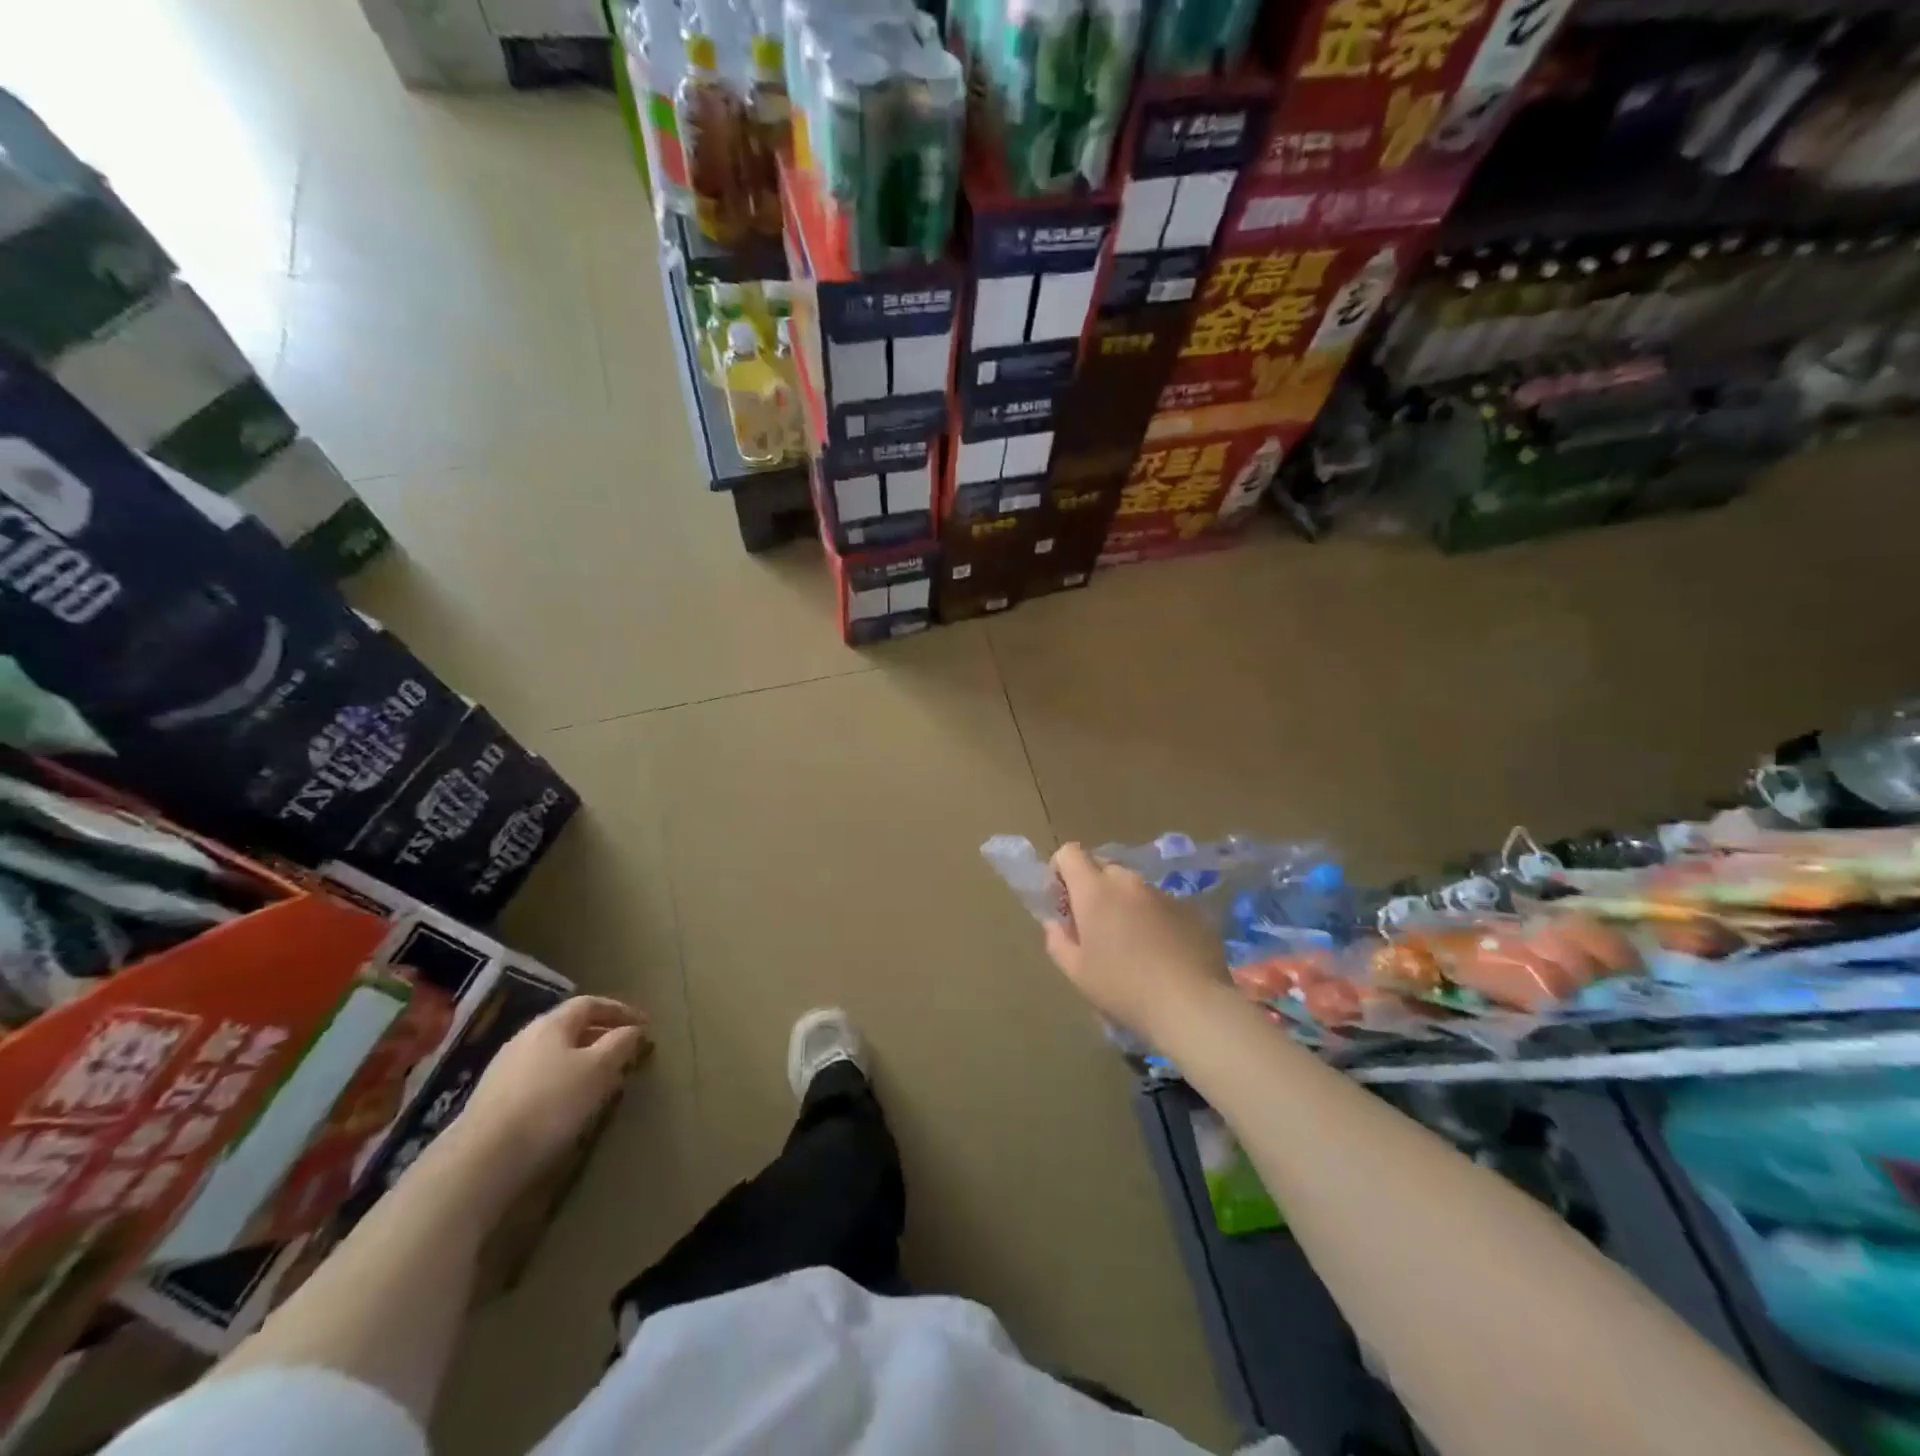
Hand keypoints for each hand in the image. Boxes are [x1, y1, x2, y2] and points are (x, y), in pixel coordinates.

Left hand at [442, 997, 649, 1197]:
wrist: (481, 1159)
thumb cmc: (550, 1103)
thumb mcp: (598, 1069)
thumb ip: (620, 1044)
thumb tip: (633, 1029)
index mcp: (551, 1024)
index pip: (590, 1003)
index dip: (620, 1010)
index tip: (644, 1024)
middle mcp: (525, 1038)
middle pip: (570, 1027)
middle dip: (601, 1035)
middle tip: (626, 1051)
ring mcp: (504, 1069)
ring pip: (554, 1054)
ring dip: (582, 1060)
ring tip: (602, 1078)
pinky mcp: (493, 1099)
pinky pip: (539, 1077)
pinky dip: (562, 1080)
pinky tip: (569, 1102)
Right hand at [1042, 843, 1227, 1040]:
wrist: (1191, 1004)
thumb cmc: (1123, 987)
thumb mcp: (1076, 972)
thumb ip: (1057, 940)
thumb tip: (1055, 923)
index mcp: (1094, 890)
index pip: (1069, 853)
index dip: (1061, 871)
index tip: (1063, 901)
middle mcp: (1128, 881)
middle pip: (1102, 867)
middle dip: (1092, 888)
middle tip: (1094, 926)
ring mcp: (1162, 893)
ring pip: (1133, 887)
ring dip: (1124, 904)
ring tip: (1131, 944)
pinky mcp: (1190, 909)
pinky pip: (1161, 904)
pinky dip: (1153, 918)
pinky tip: (1161, 953)